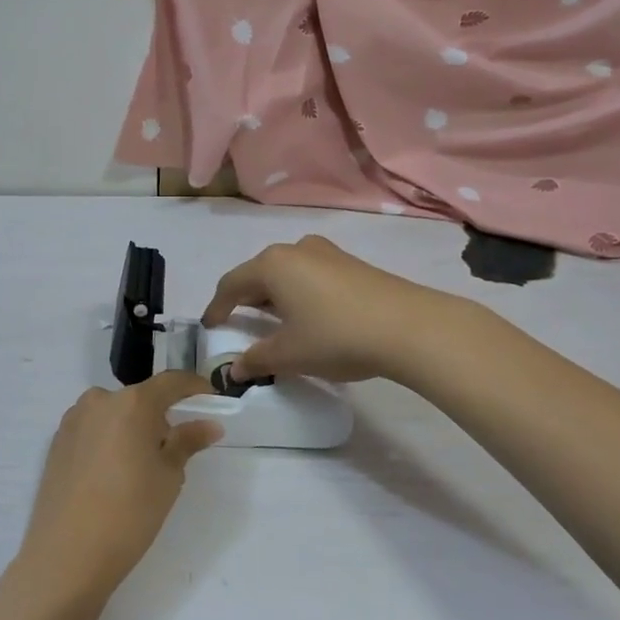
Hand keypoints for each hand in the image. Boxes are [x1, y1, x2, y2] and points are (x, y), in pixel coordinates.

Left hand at [16, 372, 221, 603]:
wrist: (66, 555)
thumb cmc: (129, 513)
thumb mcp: (168, 477)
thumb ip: (187, 442)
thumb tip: (209, 425)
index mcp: (132, 402)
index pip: (171, 382)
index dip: (194, 387)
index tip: (211, 400)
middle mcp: (100, 400)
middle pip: (139, 398)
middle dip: (159, 416)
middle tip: (173, 449)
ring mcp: (73, 419)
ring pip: (114, 413)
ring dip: (131, 428)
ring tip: (139, 467)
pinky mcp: (56, 441)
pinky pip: (93, 429)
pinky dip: (108, 440)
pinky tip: (111, 475)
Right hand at [202, 234, 460, 382]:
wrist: (409, 327)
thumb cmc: (337, 336)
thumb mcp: (290, 355)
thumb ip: (257, 360)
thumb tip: (235, 370)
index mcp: (272, 265)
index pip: (231, 284)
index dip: (217, 306)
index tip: (210, 325)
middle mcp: (295, 249)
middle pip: (259, 273)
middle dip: (246, 298)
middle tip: (238, 322)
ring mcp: (327, 253)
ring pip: (287, 272)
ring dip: (274, 295)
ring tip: (273, 320)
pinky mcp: (351, 263)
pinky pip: (310, 275)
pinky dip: (298, 293)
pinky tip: (307, 315)